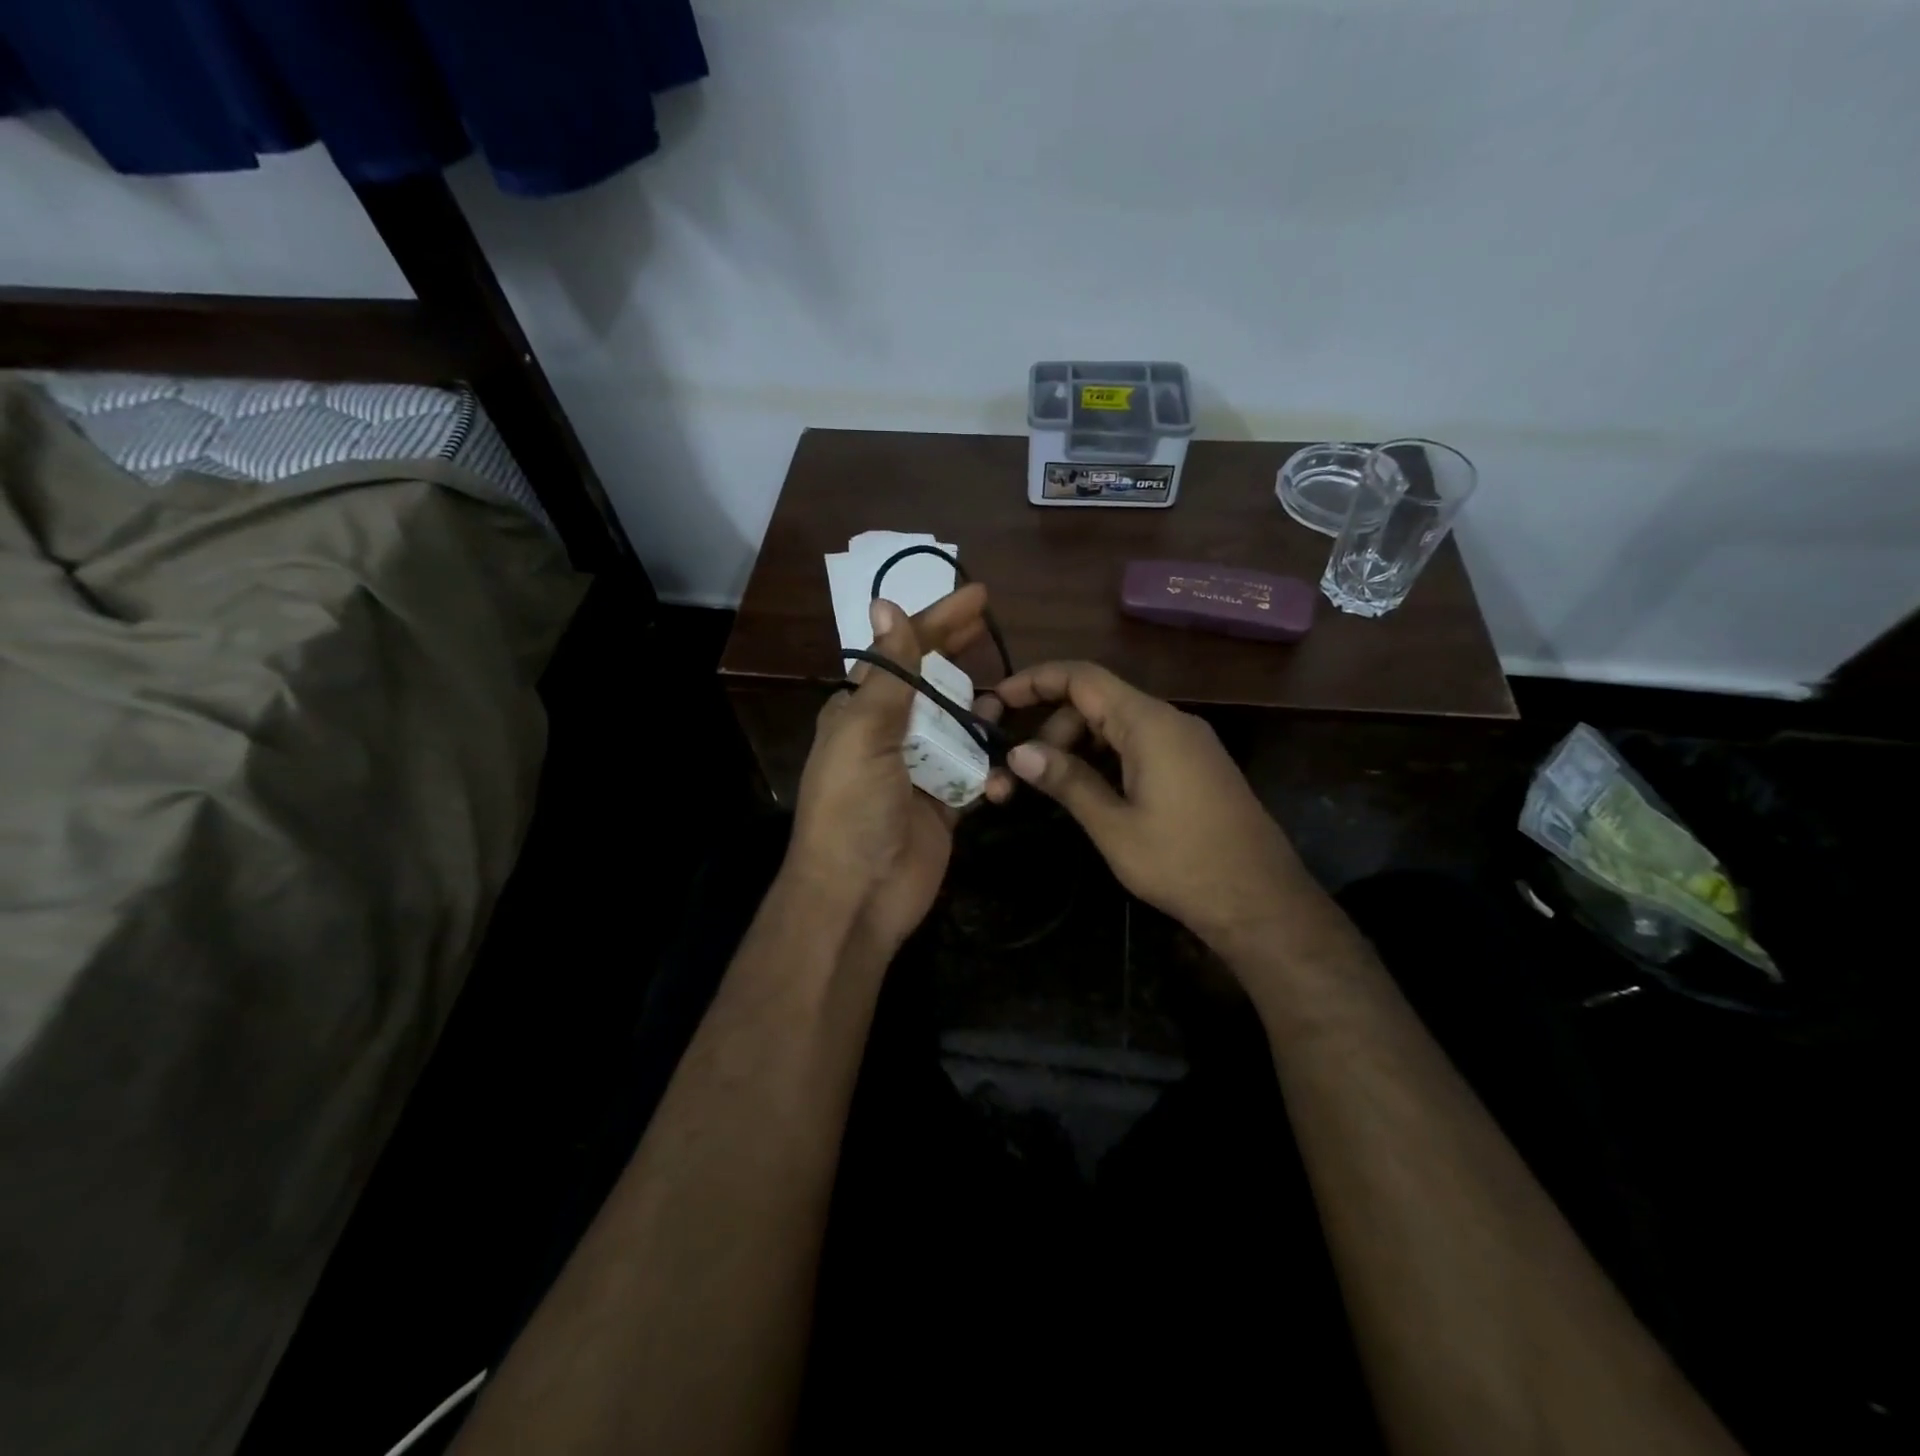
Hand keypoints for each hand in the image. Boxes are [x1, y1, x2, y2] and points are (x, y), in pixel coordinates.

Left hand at [785, 585, 998, 956]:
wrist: (857, 895)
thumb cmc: (853, 806)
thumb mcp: (865, 732)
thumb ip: (887, 674)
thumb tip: (885, 605)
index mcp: (860, 711)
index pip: (902, 653)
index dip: (937, 622)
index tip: (978, 596)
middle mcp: (889, 735)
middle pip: (933, 686)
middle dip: (962, 659)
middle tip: (995, 630)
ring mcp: (919, 770)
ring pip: (960, 730)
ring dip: (982, 718)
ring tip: (1009, 704)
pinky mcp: (944, 805)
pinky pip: (975, 776)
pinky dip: (990, 775)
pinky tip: (1000, 781)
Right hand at [984, 661, 1313, 950]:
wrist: (1262, 902)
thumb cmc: (1183, 863)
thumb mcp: (1114, 826)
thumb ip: (1067, 781)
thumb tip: (1018, 752)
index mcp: (1149, 724)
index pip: (1083, 677)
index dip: (1035, 680)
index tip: (997, 699)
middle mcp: (1170, 721)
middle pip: (1096, 702)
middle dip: (1051, 728)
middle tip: (1021, 772)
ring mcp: (1186, 742)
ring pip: (1116, 725)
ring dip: (1076, 746)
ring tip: (1049, 788)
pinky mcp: (1194, 765)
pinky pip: (1138, 744)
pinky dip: (1105, 758)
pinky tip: (1088, 792)